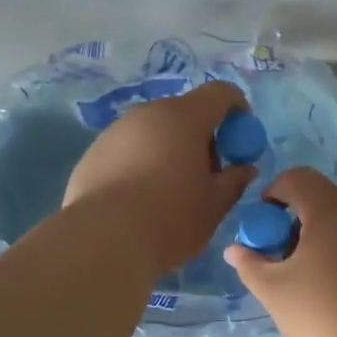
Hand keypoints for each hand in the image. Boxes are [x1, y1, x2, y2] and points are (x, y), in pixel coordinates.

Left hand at [62, 81, 256, 276]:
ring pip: (153, 134)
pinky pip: (127, 152)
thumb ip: (234, 181)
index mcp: (184, 117)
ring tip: (170, 194)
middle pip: (184, 114)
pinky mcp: (92, 155)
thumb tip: (244, 169)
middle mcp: (147, 114)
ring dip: (169, 153)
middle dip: (201, 139)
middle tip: (207, 177)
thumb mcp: (214, 205)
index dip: (238, 112)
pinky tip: (138, 202)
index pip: (220, 94)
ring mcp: (115, 132)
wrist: (102, 242)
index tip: (241, 143)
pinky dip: (141, 166)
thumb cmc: (170, 219)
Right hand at [223, 167, 336, 336]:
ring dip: (334, 240)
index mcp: (332, 209)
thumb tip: (235, 251)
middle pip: (328, 201)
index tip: (266, 225)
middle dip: (304, 222)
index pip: (297, 179)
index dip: (275, 193)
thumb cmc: (324, 317)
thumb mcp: (275, 293)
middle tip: (290, 259)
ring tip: (323, 281)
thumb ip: (251, 265)